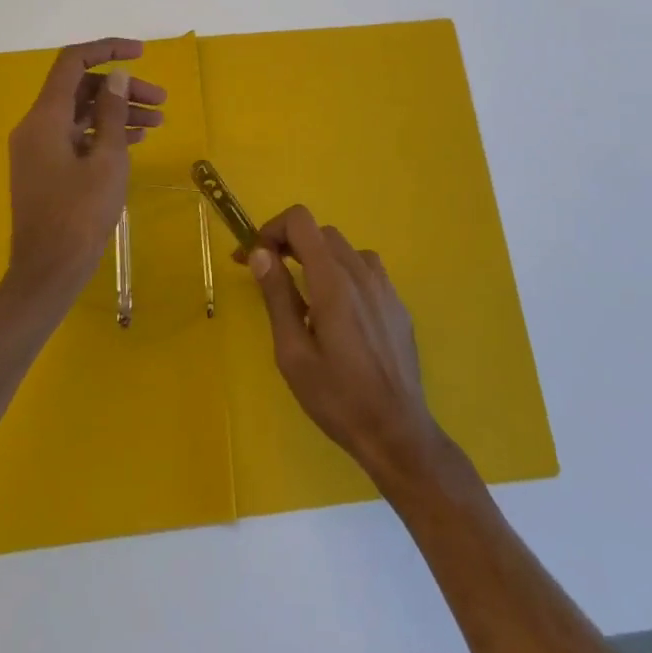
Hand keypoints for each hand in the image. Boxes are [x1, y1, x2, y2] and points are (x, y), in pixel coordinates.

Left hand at [6, 39, 165, 304]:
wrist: (47, 273)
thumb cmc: (80, 215)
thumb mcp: (106, 160)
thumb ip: (111, 112)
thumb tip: (117, 75)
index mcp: (45, 118)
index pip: (72, 63)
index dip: (107, 49)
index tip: (141, 52)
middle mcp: (36, 126)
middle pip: (82, 89)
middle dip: (122, 88)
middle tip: (161, 101)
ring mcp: (39, 149)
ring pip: (82, 114)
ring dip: (118, 112)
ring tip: (158, 123)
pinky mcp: (47, 169)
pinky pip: (77, 137)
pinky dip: (105, 133)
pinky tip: (136, 140)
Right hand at [246, 205, 447, 488]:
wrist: (397, 432)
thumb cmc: (337, 397)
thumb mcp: (293, 352)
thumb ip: (277, 296)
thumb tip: (260, 252)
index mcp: (333, 280)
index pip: (301, 221)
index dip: (272, 229)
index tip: (253, 256)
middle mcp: (362, 272)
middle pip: (321, 233)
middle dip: (291, 244)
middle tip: (270, 275)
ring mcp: (385, 286)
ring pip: (345, 250)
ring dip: (319, 259)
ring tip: (305, 296)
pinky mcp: (397, 304)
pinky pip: (366, 272)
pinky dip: (343, 275)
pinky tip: (338, 314)